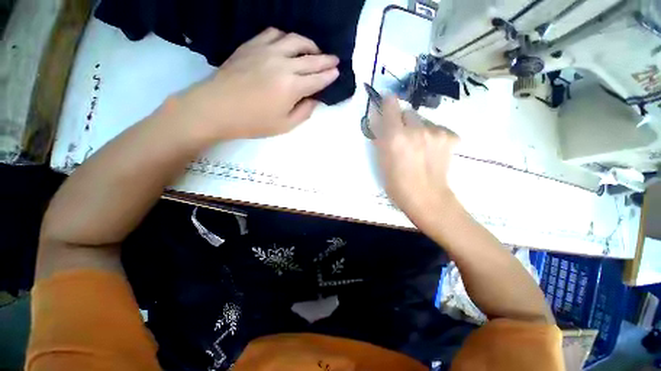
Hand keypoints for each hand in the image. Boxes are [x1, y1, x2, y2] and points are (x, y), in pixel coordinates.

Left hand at [178, 27, 339, 141]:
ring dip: (309, 44)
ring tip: (314, 51)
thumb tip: (314, 99)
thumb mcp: (285, 126)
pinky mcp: (252, 45)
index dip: (329, 76)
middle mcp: (283, 64)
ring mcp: (266, 51)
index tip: (337, 72)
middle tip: (335, 60)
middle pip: (311, 58)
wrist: (217, 108)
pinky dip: (286, 37)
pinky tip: (288, 44)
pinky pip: (274, 33)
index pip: (317, 79)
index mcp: (292, 87)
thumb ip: (304, 112)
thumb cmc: (253, 122)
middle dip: (326, 59)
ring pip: (295, 40)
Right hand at [374, 97, 459, 227]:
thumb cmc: (396, 184)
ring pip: (424, 121)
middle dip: (404, 121)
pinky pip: (438, 129)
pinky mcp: (450, 136)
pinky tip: (433, 151)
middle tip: (404, 137)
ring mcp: (435, 132)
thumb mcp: (381, 161)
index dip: (388, 103)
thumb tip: (381, 122)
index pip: (391, 105)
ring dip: (419, 129)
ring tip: (420, 148)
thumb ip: (381, 138)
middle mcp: (415, 129)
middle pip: (408, 112)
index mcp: (394, 137)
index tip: (388, 104)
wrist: (426, 197)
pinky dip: (433, 136)